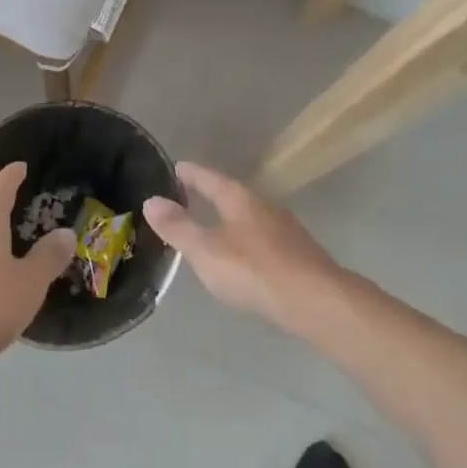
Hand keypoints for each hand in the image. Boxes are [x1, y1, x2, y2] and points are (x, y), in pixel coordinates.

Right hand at [144, 163, 341, 334]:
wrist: (315, 300)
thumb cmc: (254, 270)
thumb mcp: (206, 251)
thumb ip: (178, 227)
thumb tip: (151, 200)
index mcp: (239, 199)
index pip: (210, 178)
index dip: (191, 173)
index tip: (176, 167)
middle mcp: (264, 206)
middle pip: (232, 194)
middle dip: (211, 194)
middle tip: (190, 194)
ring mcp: (285, 229)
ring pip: (250, 216)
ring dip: (230, 217)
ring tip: (214, 225)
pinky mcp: (298, 253)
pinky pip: (263, 237)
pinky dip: (246, 239)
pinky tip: (244, 256)